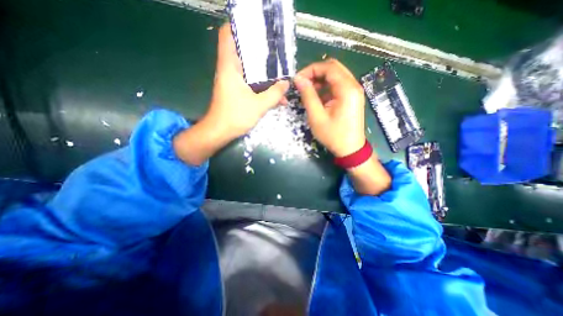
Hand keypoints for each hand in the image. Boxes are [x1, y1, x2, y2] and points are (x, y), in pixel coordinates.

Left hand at [175, 22, 289, 165]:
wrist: (220, 132)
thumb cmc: (236, 116)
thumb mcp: (259, 105)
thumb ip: (274, 94)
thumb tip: (286, 83)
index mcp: (230, 67)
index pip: (228, 35)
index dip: (239, 26)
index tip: (258, 28)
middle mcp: (229, 70)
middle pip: (242, 51)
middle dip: (260, 50)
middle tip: (277, 51)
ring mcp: (233, 81)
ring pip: (249, 69)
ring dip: (264, 71)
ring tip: (281, 72)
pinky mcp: (236, 91)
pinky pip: (250, 82)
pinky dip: (261, 85)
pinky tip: (275, 94)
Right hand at [293, 58, 367, 156]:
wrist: (350, 149)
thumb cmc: (333, 135)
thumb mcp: (316, 116)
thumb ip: (308, 95)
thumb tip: (298, 79)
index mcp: (347, 89)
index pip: (328, 67)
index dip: (311, 70)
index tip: (298, 79)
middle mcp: (354, 86)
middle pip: (333, 68)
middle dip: (315, 73)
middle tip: (302, 84)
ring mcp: (354, 91)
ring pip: (336, 76)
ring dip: (320, 80)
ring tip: (308, 91)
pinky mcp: (352, 98)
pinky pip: (338, 86)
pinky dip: (326, 88)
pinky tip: (318, 98)